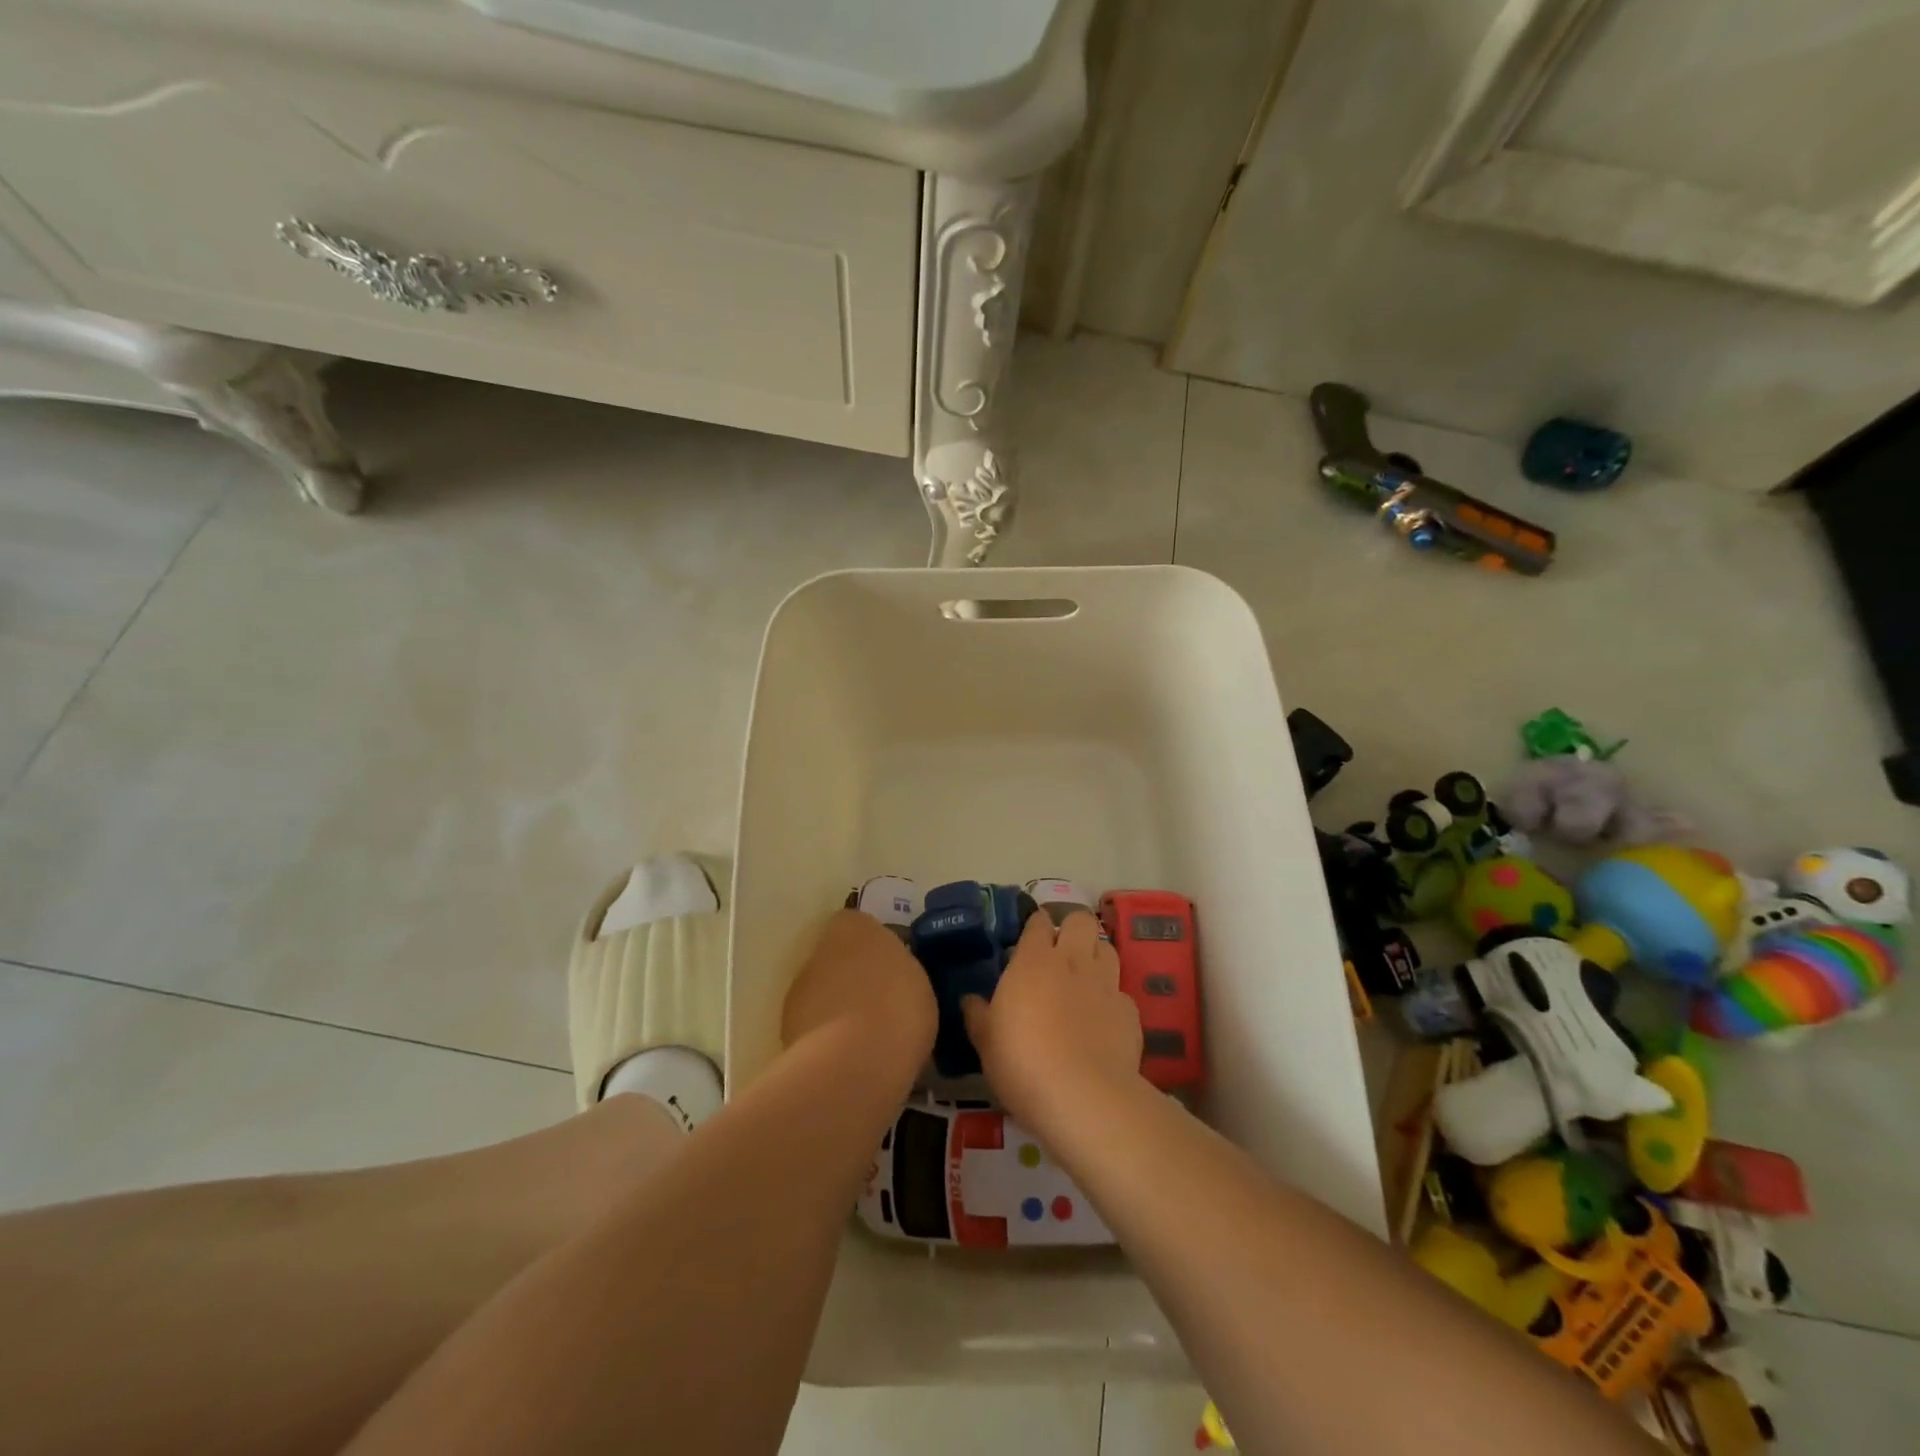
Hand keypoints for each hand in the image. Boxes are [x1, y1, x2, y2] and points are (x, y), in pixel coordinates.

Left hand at [783, 909, 936, 1077]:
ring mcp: (799, 990)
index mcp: (855, 928)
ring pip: (822, 992)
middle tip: (880, 1003)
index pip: (858, 923)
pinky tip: (850, 1060)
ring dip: (838, 1007)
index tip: (890, 966)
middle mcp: (820, 950)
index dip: (873, 945)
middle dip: (853, 977)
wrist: (854, 1064)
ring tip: (866, 1038)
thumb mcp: (917, 981)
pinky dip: (827, 1038)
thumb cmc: (897, 1008)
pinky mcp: (787, 1029)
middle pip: (836, 958)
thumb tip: (890, 975)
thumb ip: (899, 969)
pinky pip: (814, 1026)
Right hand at [963, 910, 1142, 1128]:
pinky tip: (1101, 1020)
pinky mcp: (1129, 1013)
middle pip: (1080, 920)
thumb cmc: (1023, 1062)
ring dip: (1095, 955)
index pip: (1038, 922)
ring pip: (1107, 948)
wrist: (1083, 1097)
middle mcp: (1073, 961)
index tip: (1027, 940)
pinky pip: (1121, 993)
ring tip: (1083, 978)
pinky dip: (1111, 1000)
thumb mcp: (986, 1042)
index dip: (1034, 926)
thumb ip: (978, 1014)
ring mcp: (1106, 985)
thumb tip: (970, 1000)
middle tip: (1059, 952)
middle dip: (1071, 928)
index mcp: (1034, 960)